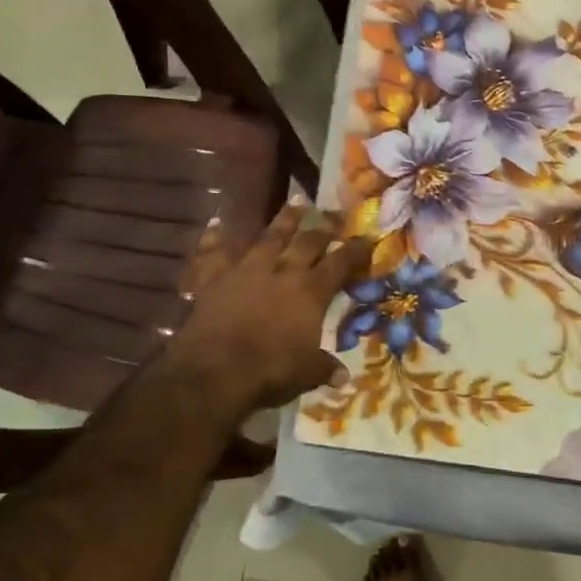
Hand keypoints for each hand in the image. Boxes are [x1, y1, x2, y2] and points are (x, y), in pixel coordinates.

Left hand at [168, 202, 371, 412]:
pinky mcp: (213, 277)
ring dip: (284, 220)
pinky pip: (214, 251)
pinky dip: (215, 237)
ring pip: (269, 236)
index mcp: (311, 293)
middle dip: (325, 226)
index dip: (356, 250)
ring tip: (295, 204)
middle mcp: (282, 272)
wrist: (214, 370)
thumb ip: (324, 368)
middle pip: (308, 241)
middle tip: (335, 215)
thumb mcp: (306, 374)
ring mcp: (246, 270)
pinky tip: (217, 223)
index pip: (340, 264)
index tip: (367, 238)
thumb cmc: (270, 371)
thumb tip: (343, 376)